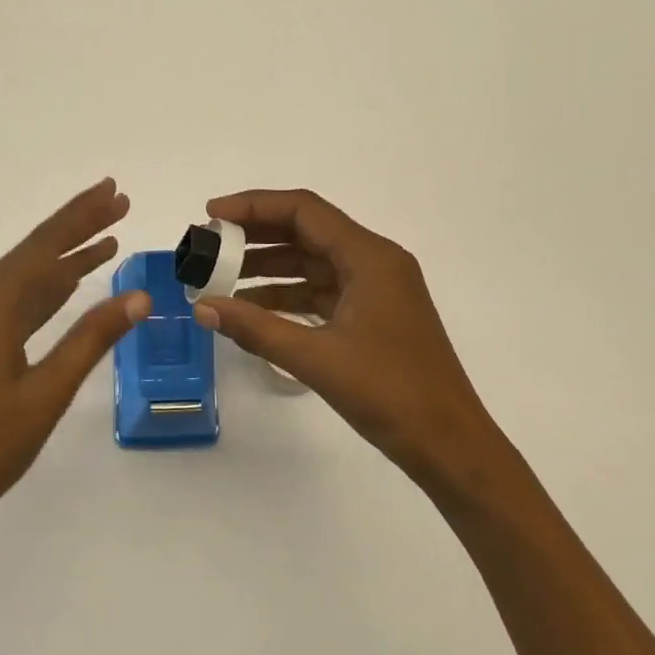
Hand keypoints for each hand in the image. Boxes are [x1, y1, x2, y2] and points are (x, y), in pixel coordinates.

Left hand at [0, 179, 149, 544]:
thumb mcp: (47, 393)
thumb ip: (91, 339)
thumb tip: (140, 296)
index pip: (46, 246)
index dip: (83, 216)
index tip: (115, 191)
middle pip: (36, 252)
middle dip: (78, 226)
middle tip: (118, 200)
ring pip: (26, 277)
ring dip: (66, 258)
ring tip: (107, 239)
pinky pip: (15, 301)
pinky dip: (47, 289)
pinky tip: (70, 283)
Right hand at [194, 189, 505, 494]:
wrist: (452, 447)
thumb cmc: (391, 395)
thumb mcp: (317, 359)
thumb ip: (256, 328)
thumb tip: (202, 306)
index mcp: (369, 257)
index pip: (303, 210)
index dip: (254, 206)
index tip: (212, 216)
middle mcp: (375, 261)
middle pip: (307, 230)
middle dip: (257, 234)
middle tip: (211, 244)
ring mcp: (376, 289)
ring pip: (313, 261)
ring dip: (269, 266)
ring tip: (222, 276)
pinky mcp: (373, 315)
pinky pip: (322, 289)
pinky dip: (288, 294)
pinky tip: (253, 308)